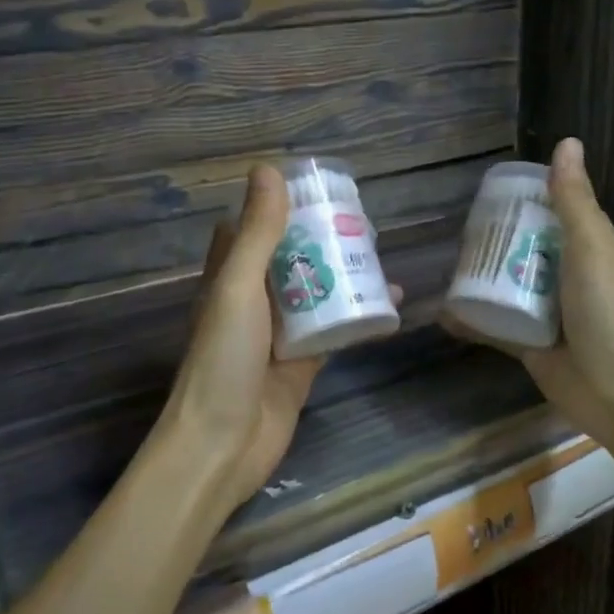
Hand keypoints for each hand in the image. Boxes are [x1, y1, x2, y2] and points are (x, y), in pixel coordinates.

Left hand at [156, 164, 399, 511]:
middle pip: (289, 260)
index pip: (249, 230)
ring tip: (379, 253)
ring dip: (343, 275)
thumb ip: (257, 233)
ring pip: (315, 294)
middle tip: (360, 221)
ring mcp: (278, 335)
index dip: (275, 208)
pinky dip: (358, 317)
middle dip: (320, 240)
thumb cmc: (223, 359)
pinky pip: (334, 332)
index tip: (312, 189)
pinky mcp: (302, 365)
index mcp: (228, 278)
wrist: (223, 445)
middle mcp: (252, 302)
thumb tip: (268, 169)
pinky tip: (391, 304)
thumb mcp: (238, 287)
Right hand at [448, 138, 613, 445]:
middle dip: (497, 238)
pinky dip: (472, 319)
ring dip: (482, 277)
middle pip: (528, 249)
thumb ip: (573, 201)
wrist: (613, 389)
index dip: (529, 200)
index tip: (492, 192)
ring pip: (509, 286)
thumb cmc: (606, 310)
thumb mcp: (590, 247)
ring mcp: (548, 312)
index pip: (557, 214)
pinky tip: (444, 312)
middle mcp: (569, 278)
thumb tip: (567, 143)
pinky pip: (495, 324)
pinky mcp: (528, 342)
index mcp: (590, 251)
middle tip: (459, 228)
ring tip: (447, 262)